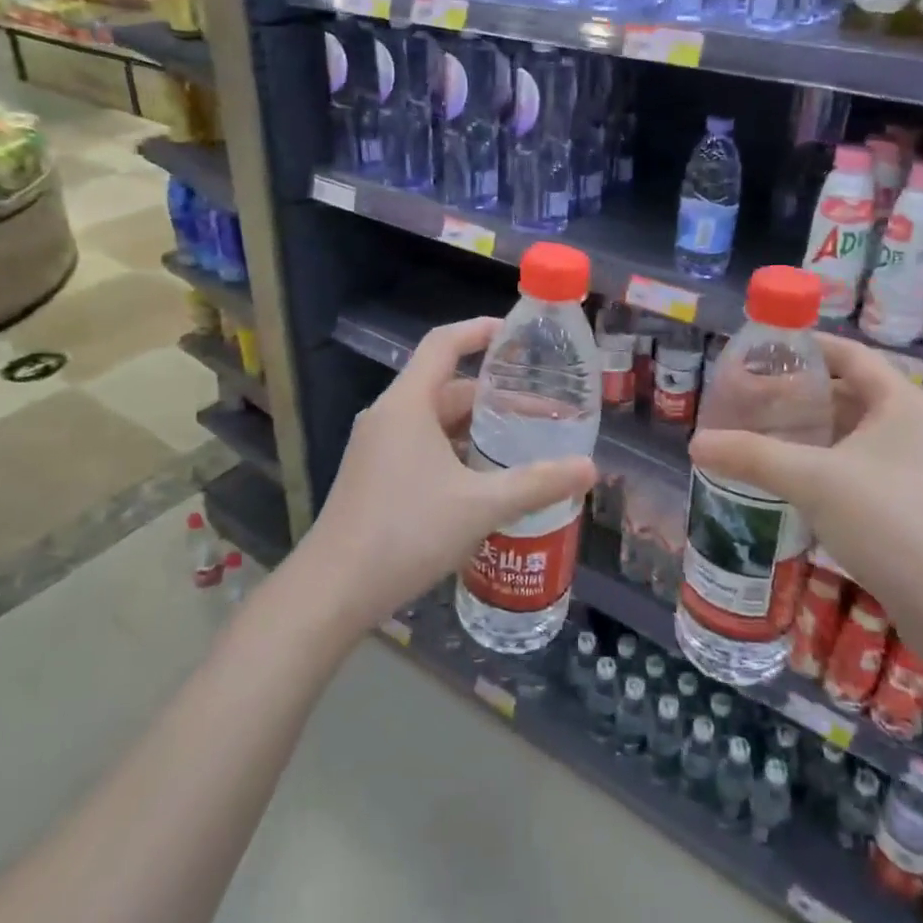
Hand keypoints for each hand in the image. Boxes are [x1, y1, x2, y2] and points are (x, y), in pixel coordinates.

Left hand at [296, 317, 597, 631]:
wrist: (333, 591)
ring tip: (522, 445)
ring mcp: (377, 448)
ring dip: (476, 429)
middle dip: (494, 397)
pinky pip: (422, 447)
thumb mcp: (479, 506)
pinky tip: (485, 481)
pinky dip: (456, 452)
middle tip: (541, 412)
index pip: (443, 344)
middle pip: (446, 388)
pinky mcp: (375, 476)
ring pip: (435, 422)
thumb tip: (589, 468)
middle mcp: (389, 417)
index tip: (516, 335)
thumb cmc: (406, 533)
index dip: (479, 331)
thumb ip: (536, 484)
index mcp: (407, 404)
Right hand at [688, 333, 922, 674]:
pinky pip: (863, 463)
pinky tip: (794, 478)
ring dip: (811, 431)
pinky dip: (828, 460)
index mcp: (904, 401)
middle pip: (849, 391)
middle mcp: (918, 423)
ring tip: (761, 435)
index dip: (803, 347)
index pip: (848, 354)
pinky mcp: (918, 499)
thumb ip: (752, 456)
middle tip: (748, 400)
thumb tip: (696, 443)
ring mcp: (922, 463)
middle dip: (798, 394)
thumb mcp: (813, 482)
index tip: (759, 352)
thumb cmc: (893, 524)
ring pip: (855, 431)